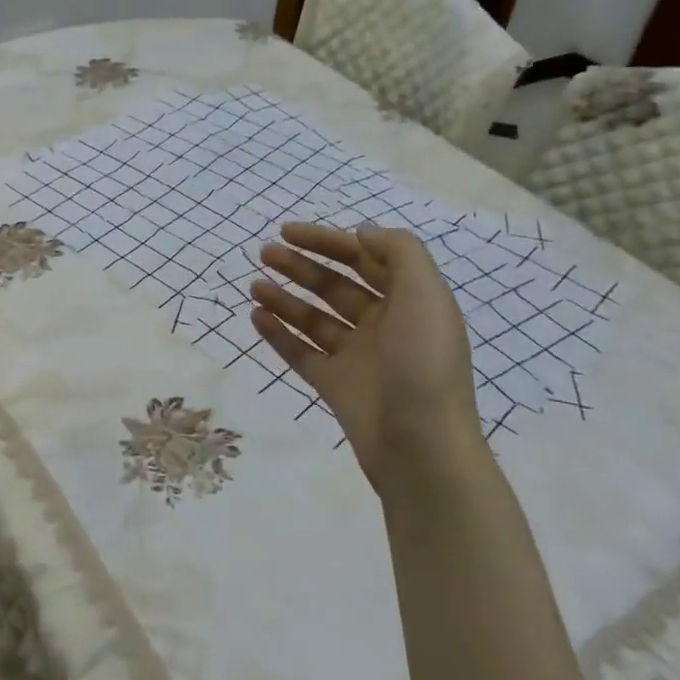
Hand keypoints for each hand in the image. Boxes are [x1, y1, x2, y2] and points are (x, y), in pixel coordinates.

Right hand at [250, 222, 482, 493]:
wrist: (421, 449)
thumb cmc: (423, 364)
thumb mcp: (425, 296)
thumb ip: (399, 252)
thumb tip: (362, 233)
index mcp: (409, 302)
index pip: (364, 259)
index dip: (328, 241)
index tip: (288, 231)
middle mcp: (384, 325)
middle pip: (336, 286)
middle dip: (302, 267)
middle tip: (265, 252)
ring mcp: (357, 357)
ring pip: (314, 318)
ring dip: (285, 298)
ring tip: (254, 285)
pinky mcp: (335, 386)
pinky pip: (301, 352)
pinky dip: (279, 333)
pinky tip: (256, 317)